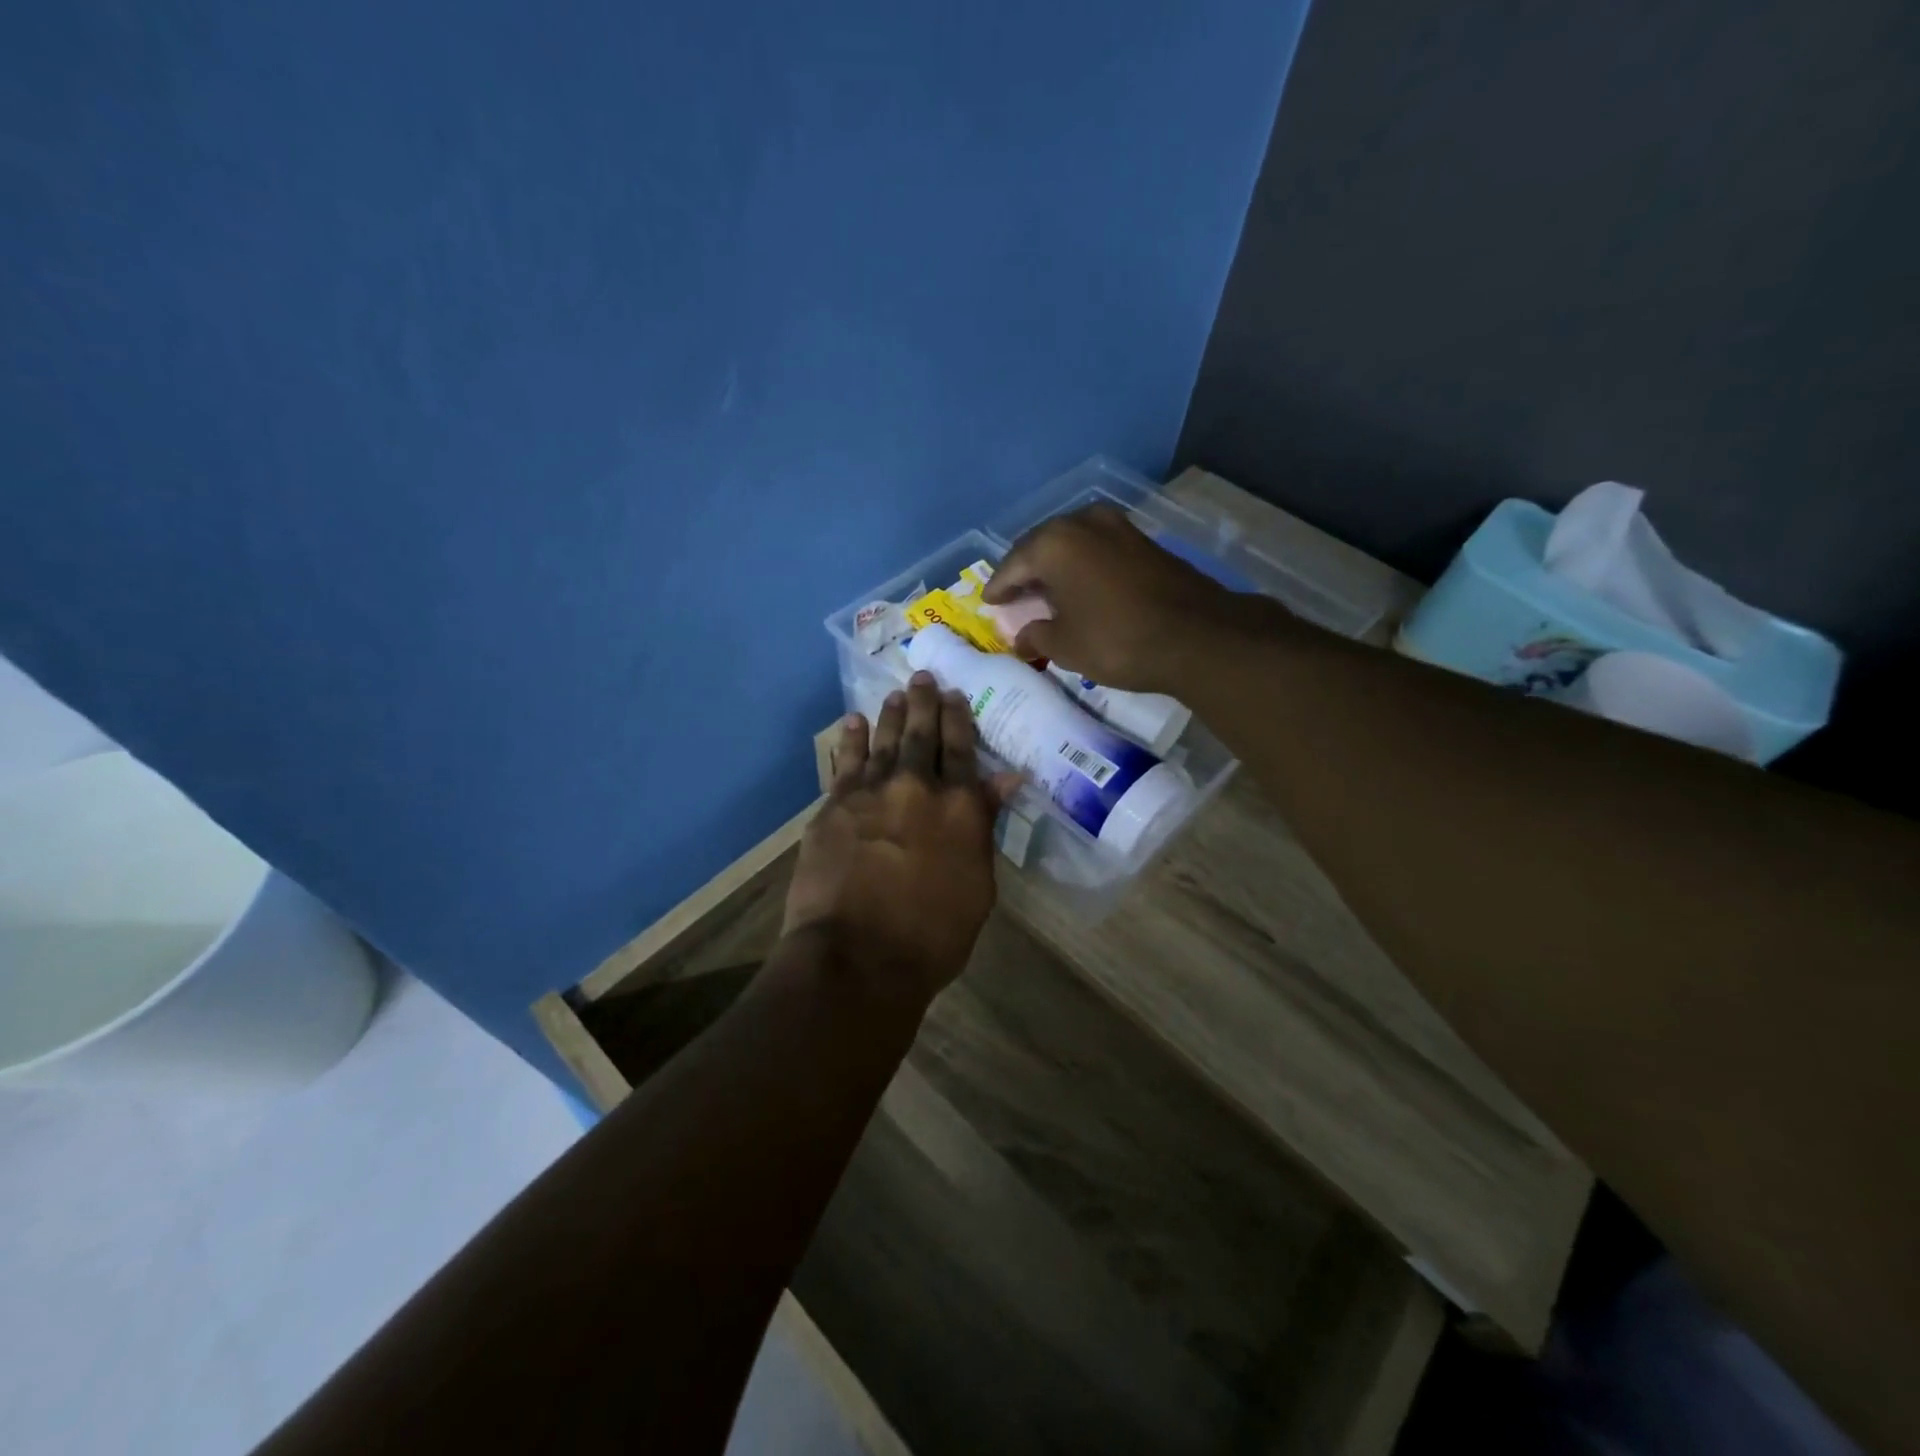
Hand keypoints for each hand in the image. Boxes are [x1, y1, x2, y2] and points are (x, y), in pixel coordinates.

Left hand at [782, 674, 1019, 1007]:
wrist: (858, 956)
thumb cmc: (933, 934)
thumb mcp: (978, 883)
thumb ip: (984, 822)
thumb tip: (1006, 777)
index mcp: (959, 806)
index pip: (961, 749)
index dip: (959, 719)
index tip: (956, 695)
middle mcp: (915, 786)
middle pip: (920, 734)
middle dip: (924, 703)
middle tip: (924, 677)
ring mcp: (869, 793)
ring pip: (882, 741)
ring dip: (890, 714)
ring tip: (895, 693)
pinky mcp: (833, 807)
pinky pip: (845, 763)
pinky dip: (850, 740)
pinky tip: (852, 722)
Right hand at [980, 504, 1254, 691]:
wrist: (1196, 636)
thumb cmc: (1116, 640)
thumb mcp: (1065, 646)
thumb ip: (1035, 636)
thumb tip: (1022, 637)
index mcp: (1053, 543)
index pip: (1012, 565)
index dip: (998, 588)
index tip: (988, 603)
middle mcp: (1082, 522)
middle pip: (1040, 546)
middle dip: (1025, 571)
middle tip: (1014, 596)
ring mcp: (1117, 526)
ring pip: (1071, 544)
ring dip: (1055, 567)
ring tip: (1045, 592)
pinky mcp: (1142, 540)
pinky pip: (1097, 549)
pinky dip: (1082, 566)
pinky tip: (1080, 587)